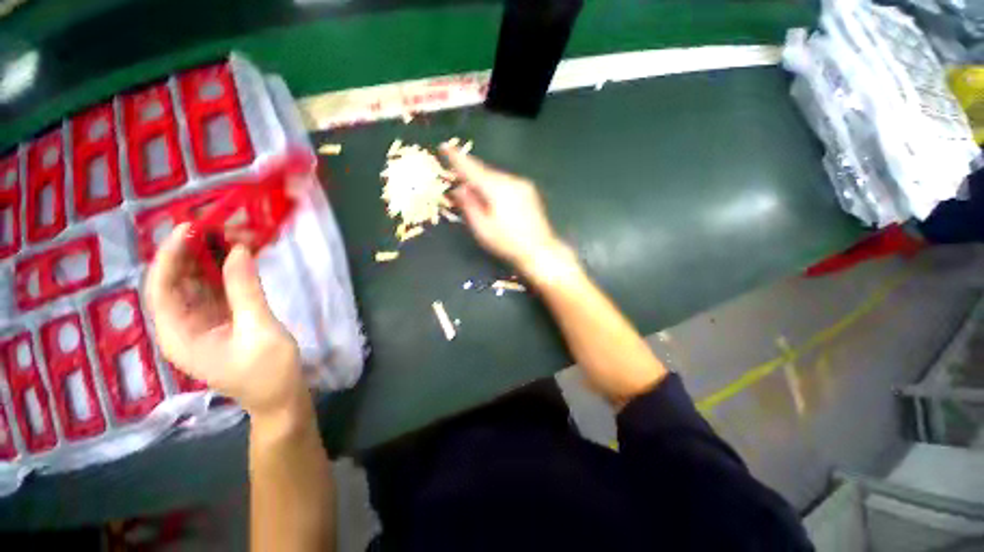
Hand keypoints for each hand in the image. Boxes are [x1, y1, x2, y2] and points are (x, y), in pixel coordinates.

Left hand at [144, 224, 305, 419]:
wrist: (281, 397)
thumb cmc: (268, 371)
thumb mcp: (259, 329)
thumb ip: (245, 290)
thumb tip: (239, 250)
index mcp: (178, 335)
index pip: (160, 288)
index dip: (170, 256)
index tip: (191, 228)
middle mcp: (182, 325)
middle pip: (176, 281)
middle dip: (193, 251)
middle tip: (219, 226)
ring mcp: (202, 322)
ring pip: (197, 282)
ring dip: (212, 258)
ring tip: (232, 235)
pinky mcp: (221, 320)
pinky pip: (217, 289)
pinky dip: (226, 270)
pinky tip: (240, 256)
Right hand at [442, 145, 567, 274]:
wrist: (540, 250)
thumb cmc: (507, 243)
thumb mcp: (482, 228)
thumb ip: (469, 206)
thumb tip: (459, 189)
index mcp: (497, 189)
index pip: (472, 169)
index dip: (456, 158)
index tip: (444, 146)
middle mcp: (511, 181)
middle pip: (485, 172)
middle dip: (471, 174)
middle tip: (458, 179)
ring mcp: (523, 185)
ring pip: (497, 177)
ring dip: (484, 182)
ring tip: (477, 195)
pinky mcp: (529, 191)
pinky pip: (507, 183)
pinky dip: (496, 186)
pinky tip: (495, 200)